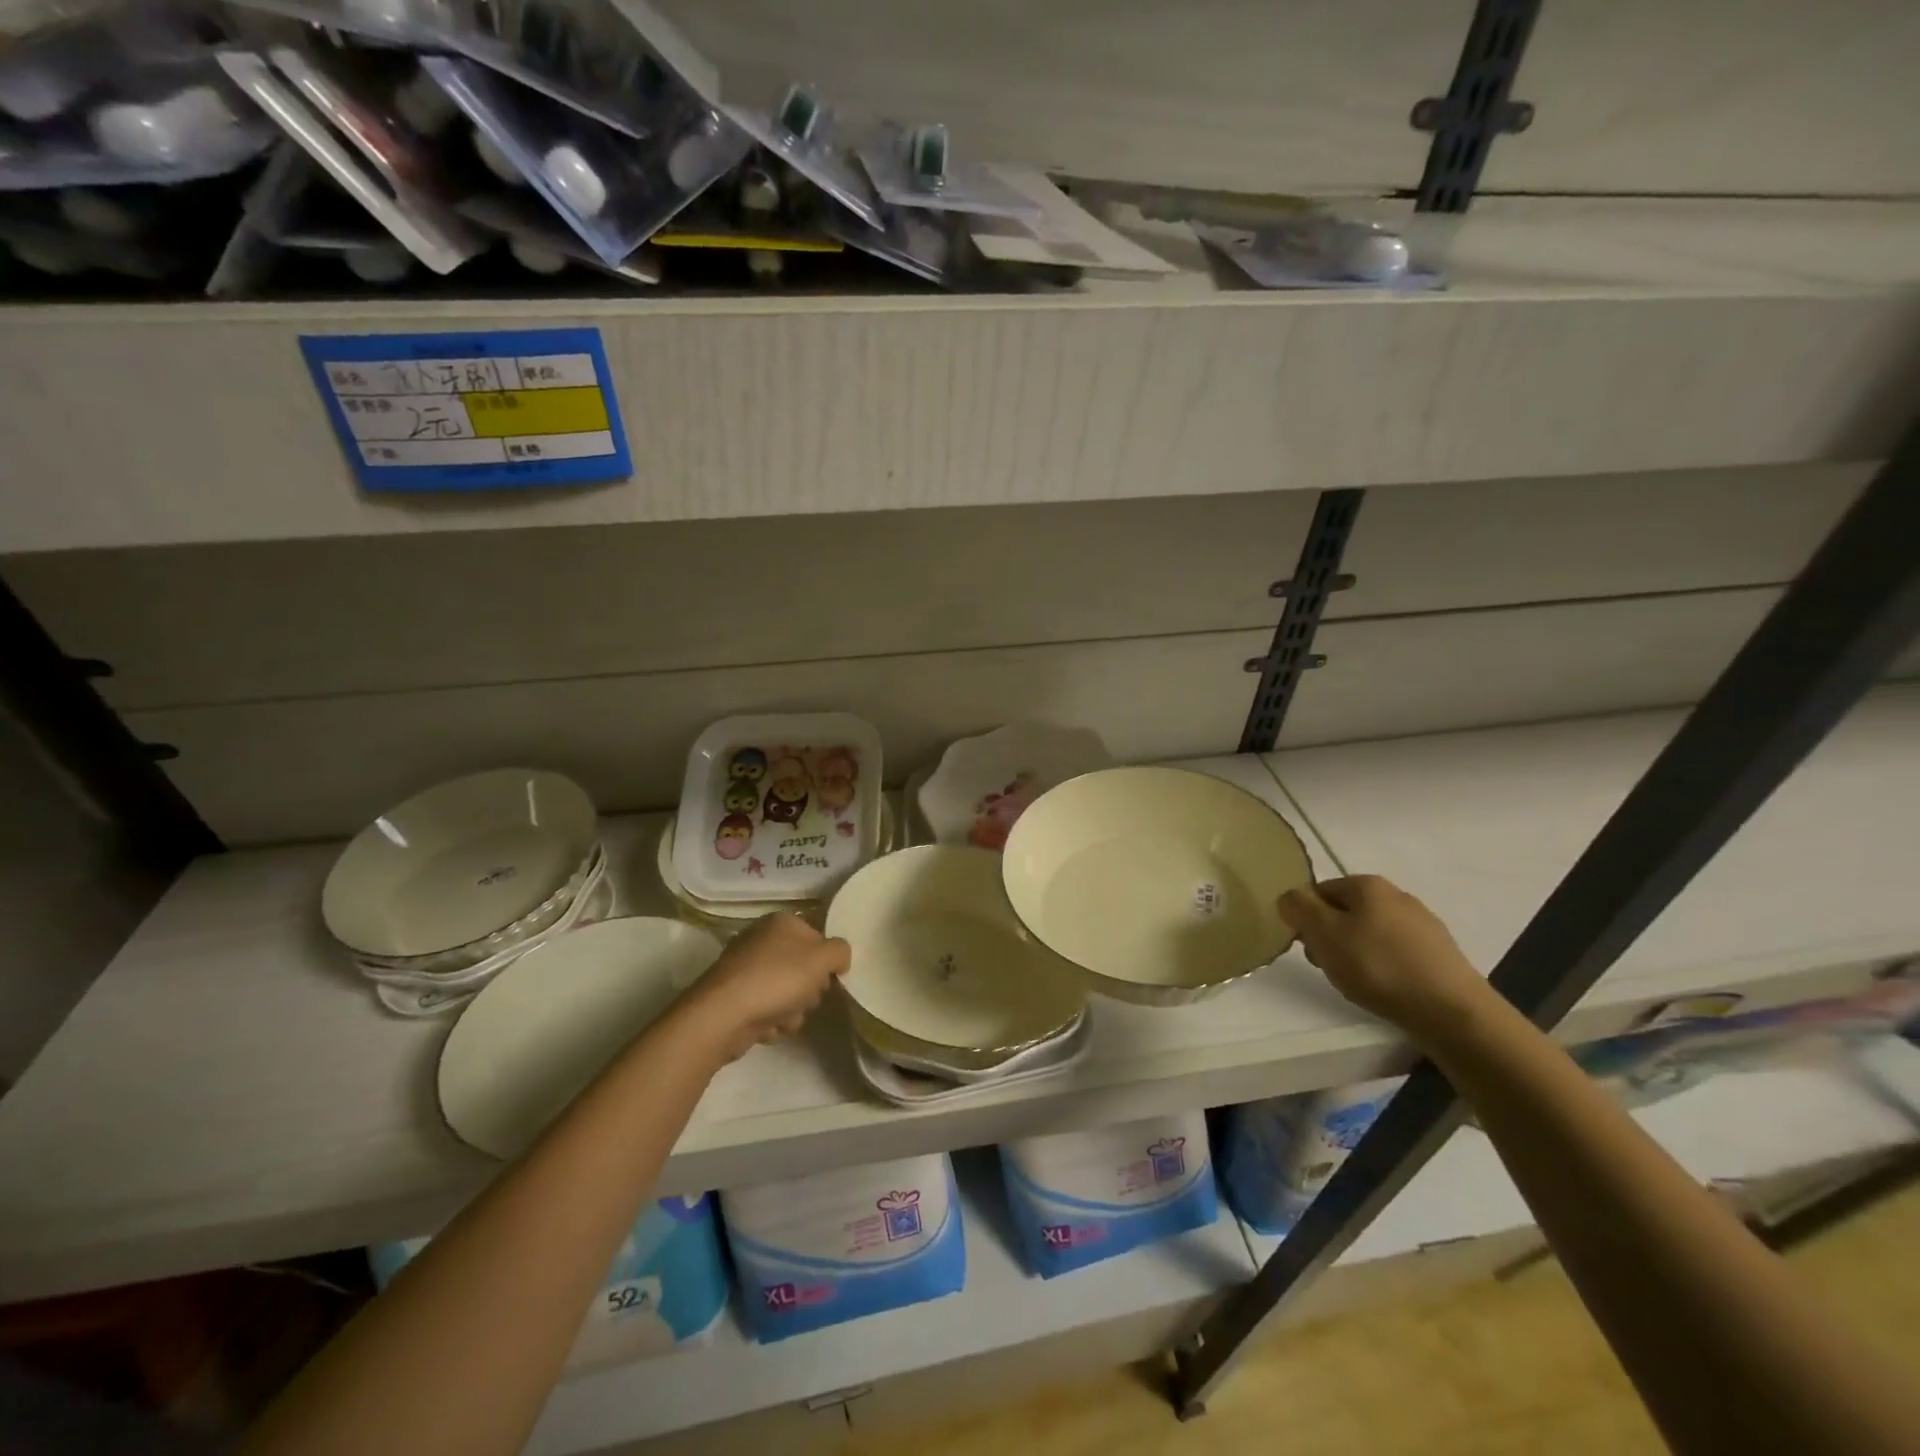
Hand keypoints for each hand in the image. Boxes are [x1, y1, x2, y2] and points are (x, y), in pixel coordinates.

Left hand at [673, 912, 849, 1062]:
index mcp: (782, 922)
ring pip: (787, 992)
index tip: (827, 978)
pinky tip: (765, 1026)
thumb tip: (839, 958)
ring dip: (792, 1011)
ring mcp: (745, 968)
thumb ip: (840, 951)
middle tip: (804, 999)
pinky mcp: (735, 996)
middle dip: (808, 990)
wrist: (723, 1016)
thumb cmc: (777, 979)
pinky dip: (771, 1020)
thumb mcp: (822, 958)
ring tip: (782, 1017)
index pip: (818, 938)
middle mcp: (762, 939)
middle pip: (803, 968)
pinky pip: (766, 1009)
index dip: (826, 961)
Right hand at [1279, 875, 1491, 1039]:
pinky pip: (1395, 951)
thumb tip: (1290, 897)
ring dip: (1355, 952)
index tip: (1308, 948)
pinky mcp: (1439, 952)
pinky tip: (1386, 987)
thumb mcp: (1323, 933)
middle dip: (1330, 936)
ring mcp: (1423, 923)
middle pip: (1345, 910)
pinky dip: (1383, 965)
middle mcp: (1397, 895)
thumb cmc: (1378, 966)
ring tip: (1358, 982)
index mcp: (1367, 884)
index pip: (1319, 891)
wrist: (1451, 1011)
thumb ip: (1298, 908)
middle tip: (1329, 966)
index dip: (1306, 918)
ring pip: (1370, 931)